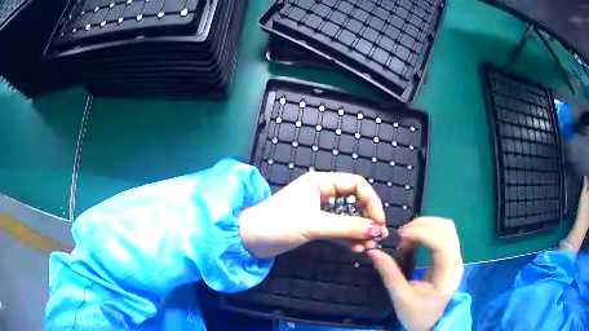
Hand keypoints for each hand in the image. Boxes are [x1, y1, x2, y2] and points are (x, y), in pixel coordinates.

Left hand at [239, 172, 388, 257]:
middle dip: (367, 219)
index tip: (379, 221)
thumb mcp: (315, 224)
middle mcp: (322, 193)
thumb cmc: (278, 223)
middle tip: (378, 237)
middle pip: (354, 202)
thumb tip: (377, 229)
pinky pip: (337, 230)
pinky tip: (357, 249)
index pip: (356, 185)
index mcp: (320, 182)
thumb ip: (347, 226)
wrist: (248, 239)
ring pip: (346, 218)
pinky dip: (347, 238)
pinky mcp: (314, 226)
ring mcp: (318, 211)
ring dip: (359, 231)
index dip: (371, 201)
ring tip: (370, 246)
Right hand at [367, 217, 462, 330]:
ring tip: (407, 236)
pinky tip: (414, 239)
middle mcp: (456, 262)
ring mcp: (455, 258)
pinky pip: (443, 234)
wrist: (430, 323)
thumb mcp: (400, 297)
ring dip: (426, 225)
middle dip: (424, 224)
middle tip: (402, 234)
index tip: (401, 234)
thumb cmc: (416, 314)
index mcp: (447, 275)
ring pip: (447, 228)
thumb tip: (373, 252)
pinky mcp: (451, 257)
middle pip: (448, 229)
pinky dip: (428, 230)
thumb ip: (389, 274)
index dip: (423, 232)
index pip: (443, 243)